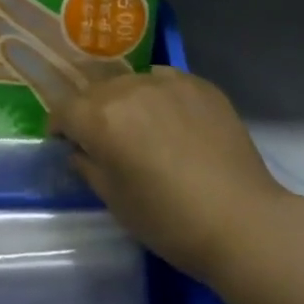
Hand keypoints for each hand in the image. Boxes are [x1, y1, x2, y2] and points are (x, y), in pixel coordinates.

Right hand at [50, 67, 287, 282]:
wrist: (243, 222)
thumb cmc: (170, 222)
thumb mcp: (116, 202)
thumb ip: (88, 166)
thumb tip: (79, 149)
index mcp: (101, 118)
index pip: (64, 109)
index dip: (60, 126)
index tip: (68, 143)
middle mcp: (128, 89)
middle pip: (96, 91)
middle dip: (93, 112)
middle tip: (106, 140)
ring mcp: (166, 81)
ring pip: (131, 82)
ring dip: (127, 102)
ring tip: (144, 129)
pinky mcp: (199, 84)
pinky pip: (165, 81)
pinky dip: (161, 97)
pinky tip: (175, 122)